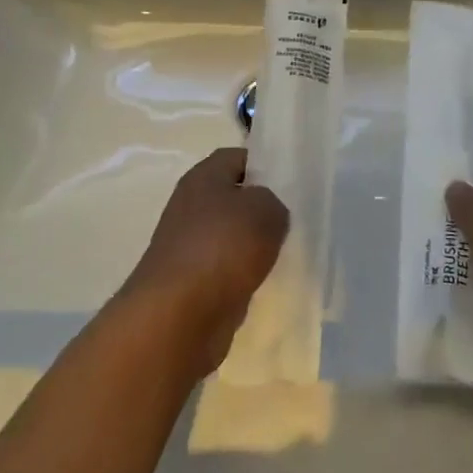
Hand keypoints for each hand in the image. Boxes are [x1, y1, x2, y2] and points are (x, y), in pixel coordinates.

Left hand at [121, 148, 288, 375]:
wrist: (178, 315)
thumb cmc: (222, 247)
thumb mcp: (265, 210)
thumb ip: (274, 202)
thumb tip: (267, 214)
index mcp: (203, 177)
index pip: (237, 157)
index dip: (265, 164)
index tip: (292, 181)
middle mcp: (191, 206)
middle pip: (233, 198)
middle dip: (261, 208)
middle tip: (294, 218)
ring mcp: (188, 246)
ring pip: (231, 236)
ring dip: (253, 245)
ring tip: (286, 252)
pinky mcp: (191, 283)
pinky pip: (226, 270)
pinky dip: (243, 276)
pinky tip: (266, 283)